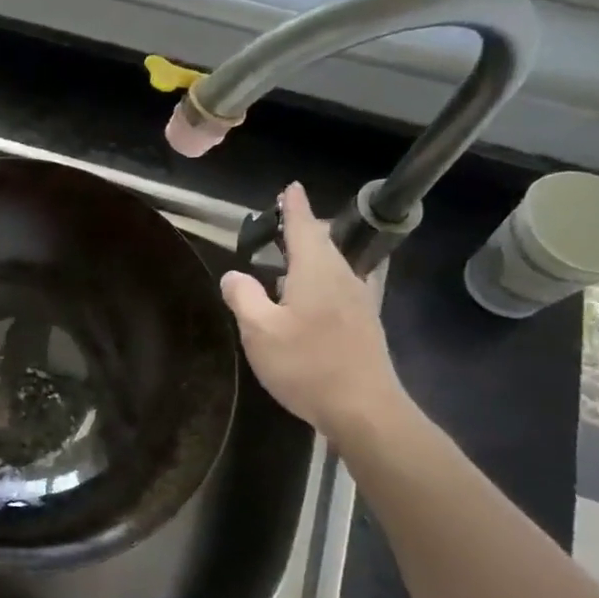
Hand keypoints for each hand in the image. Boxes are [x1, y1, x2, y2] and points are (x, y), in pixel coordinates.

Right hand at [219, 182, 409, 444]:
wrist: (363, 409)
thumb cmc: (307, 365)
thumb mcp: (259, 331)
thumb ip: (243, 298)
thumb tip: (233, 275)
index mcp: (317, 272)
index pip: (304, 228)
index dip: (295, 208)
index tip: (291, 188)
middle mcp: (344, 278)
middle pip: (325, 244)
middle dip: (305, 230)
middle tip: (285, 224)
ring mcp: (359, 302)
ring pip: (335, 266)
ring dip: (315, 257)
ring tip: (292, 261)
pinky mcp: (364, 325)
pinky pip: (341, 287)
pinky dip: (323, 280)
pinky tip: (312, 299)